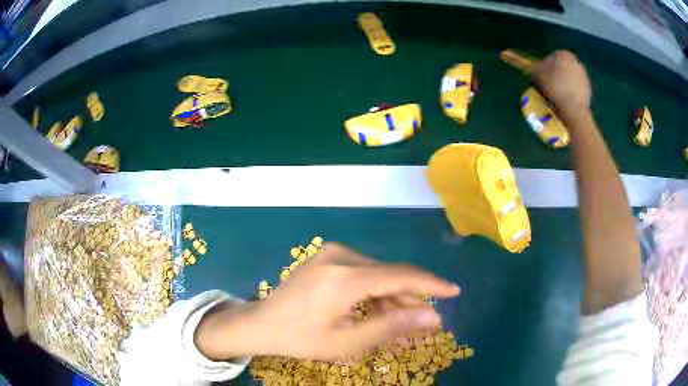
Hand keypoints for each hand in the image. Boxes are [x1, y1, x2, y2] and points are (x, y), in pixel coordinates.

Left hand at [195, 243, 459, 360]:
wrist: (261, 324)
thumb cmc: (301, 338)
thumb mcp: (347, 342)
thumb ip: (391, 327)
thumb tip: (432, 317)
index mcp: (345, 277)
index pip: (401, 276)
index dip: (431, 285)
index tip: (454, 292)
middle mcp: (342, 256)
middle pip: (390, 276)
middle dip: (411, 301)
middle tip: (428, 324)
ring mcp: (333, 254)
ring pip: (378, 276)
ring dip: (394, 300)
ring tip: (405, 326)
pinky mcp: (329, 258)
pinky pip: (363, 274)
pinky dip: (376, 294)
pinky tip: (382, 314)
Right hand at [532, 50, 591, 121]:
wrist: (573, 108)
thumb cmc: (554, 87)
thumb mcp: (536, 74)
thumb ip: (536, 68)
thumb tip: (538, 71)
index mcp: (563, 54)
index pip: (551, 59)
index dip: (545, 69)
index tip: (542, 79)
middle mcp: (576, 62)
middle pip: (562, 68)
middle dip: (556, 76)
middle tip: (549, 87)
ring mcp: (584, 76)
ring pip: (570, 80)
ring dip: (564, 86)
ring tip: (557, 97)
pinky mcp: (589, 90)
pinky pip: (576, 91)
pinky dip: (571, 95)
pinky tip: (566, 102)